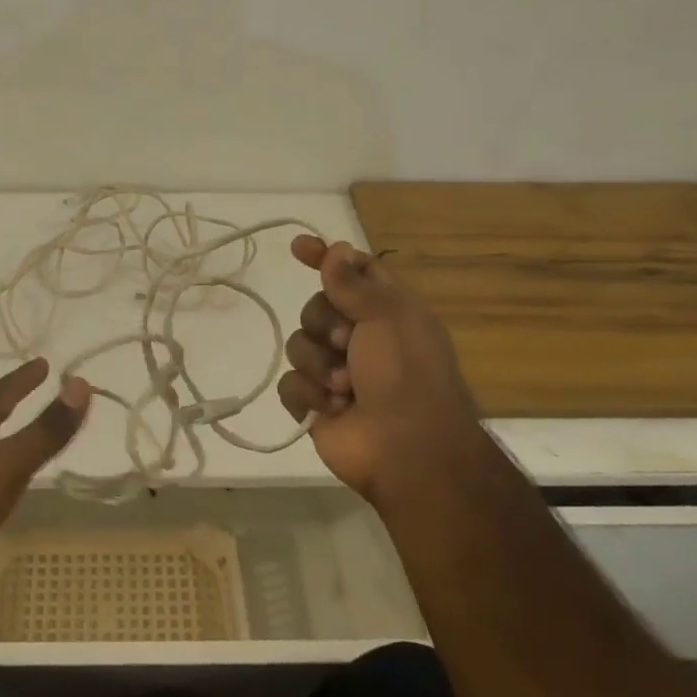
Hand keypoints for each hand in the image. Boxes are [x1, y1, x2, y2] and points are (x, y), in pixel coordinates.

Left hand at [0, 359, 89, 580]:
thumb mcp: (10, 462)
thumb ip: (47, 429)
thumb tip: (81, 383)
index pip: (1, 392)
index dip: (23, 378)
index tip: (44, 363)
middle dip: (7, 402)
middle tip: (32, 390)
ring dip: (0, 436)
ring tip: (20, 436)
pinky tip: (0, 488)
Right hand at [277, 237, 489, 503]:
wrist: (405, 449)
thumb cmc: (405, 374)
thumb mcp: (388, 316)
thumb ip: (354, 282)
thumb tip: (335, 249)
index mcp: (386, 313)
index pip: (351, 273)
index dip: (326, 258)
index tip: (298, 248)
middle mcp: (360, 339)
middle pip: (316, 308)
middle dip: (325, 325)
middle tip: (348, 345)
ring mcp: (334, 372)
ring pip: (298, 345)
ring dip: (320, 365)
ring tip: (345, 388)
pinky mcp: (315, 403)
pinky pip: (290, 383)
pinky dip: (309, 394)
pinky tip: (332, 407)